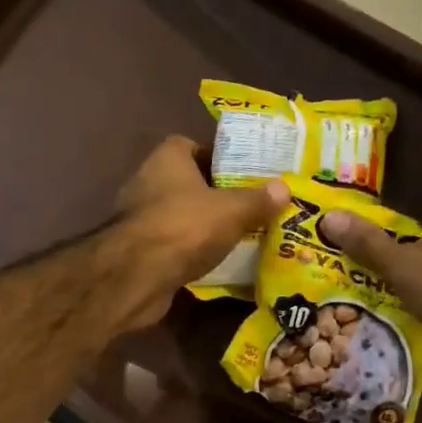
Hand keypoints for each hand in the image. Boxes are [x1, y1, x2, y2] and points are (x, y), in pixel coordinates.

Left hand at [115, 136, 287, 327]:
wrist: (137, 276)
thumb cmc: (185, 227)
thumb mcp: (232, 210)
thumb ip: (258, 199)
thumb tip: (284, 188)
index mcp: (167, 159)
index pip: (192, 146)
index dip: (218, 157)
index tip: (245, 172)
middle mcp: (148, 182)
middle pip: (189, 182)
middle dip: (217, 194)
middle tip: (251, 205)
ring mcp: (140, 218)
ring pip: (182, 216)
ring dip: (205, 225)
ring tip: (241, 234)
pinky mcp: (139, 251)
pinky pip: (174, 245)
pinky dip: (192, 251)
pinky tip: (218, 262)